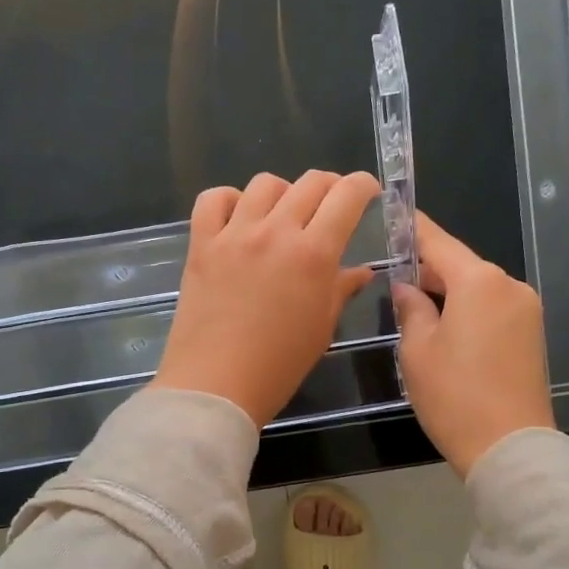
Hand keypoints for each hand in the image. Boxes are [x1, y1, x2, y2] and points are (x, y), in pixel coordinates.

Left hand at [151, 170, 382, 426]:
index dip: (363, 185)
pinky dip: (229, 199)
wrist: (216, 386)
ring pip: (264, 184)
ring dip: (283, 192)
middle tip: (330, 206)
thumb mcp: (321, 328)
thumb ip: (341, 289)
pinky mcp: (201, 244)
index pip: (347, 196)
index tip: (367, 191)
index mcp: (314, 253)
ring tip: (283, 215)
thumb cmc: (279, 366)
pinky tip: (237, 218)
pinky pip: (213, 199)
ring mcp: (234, 234)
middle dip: (329, 187)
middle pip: (310, 182)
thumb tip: (361, 270)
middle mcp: (275, 232)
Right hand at [390, 212, 555, 475]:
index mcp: (479, 282)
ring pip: (477, 288)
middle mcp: (509, 286)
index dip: (414, 228)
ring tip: (415, 310)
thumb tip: (406, 289)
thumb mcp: (417, 351)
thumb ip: (410, 309)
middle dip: (428, 270)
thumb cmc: (454, 396)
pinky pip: (492, 308)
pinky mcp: (532, 335)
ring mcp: (526, 310)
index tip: (394, 212)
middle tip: (393, 279)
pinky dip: (467, 310)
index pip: (439, 243)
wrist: (509, 447)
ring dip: (447, 293)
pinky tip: (444, 328)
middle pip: (461, 265)